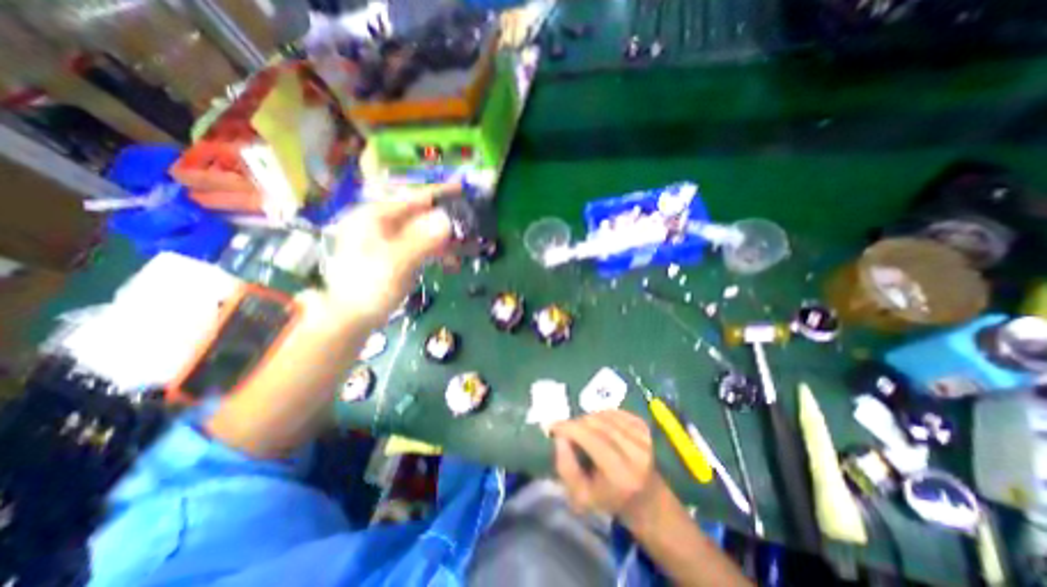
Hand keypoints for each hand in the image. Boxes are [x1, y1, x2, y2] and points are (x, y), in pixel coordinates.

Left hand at [320, 183, 458, 327]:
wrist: (352, 318)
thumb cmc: (370, 287)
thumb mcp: (398, 262)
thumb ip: (422, 240)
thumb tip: (447, 220)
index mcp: (375, 217)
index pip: (412, 199)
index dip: (439, 193)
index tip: (461, 188)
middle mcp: (380, 223)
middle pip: (420, 215)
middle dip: (446, 220)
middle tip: (469, 224)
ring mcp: (387, 240)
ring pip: (422, 232)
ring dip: (444, 239)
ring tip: (466, 248)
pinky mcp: (394, 255)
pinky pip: (420, 246)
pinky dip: (436, 252)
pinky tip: (450, 262)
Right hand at [548, 409, 670, 526]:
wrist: (646, 500)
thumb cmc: (609, 500)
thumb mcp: (581, 496)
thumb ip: (566, 467)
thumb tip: (560, 436)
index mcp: (621, 475)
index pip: (591, 439)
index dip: (570, 428)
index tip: (553, 426)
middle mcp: (636, 453)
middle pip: (597, 423)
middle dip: (577, 423)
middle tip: (567, 432)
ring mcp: (643, 438)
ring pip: (605, 415)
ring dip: (588, 419)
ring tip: (583, 431)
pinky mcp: (644, 428)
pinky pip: (615, 412)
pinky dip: (601, 415)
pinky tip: (599, 427)